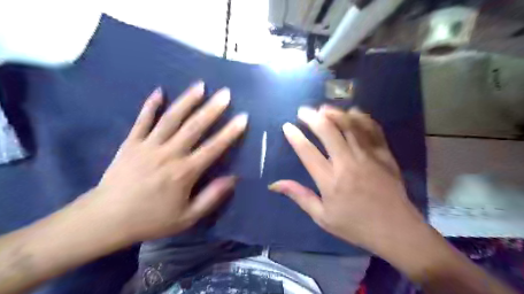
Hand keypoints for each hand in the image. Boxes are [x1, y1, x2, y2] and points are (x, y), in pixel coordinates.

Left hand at [88, 82, 248, 242]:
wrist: (106, 219)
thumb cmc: (151, 219)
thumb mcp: (187, 217)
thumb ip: (211, 197)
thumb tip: (233, 178)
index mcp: (184, 172)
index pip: (213, 147)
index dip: (230, 132)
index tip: (242, 117)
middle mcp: (169, 154)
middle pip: (194, 127)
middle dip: (212, 109)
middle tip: (225, 93)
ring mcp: (148, 145)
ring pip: (171, 118)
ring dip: (187, 101)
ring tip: (200, 86)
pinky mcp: (131, 143)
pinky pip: (142, 120)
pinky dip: (150, 105)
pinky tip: (159, 91)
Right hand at [268, 105, 422, 252]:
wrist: (396, 230)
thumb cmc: (355, 225)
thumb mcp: (322, 217)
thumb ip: (299, 196)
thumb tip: (274, 184)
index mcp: (330, 181)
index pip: (308, 152)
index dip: (295, 137)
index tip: (287, 126)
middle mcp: (347, 163)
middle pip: (328, 131)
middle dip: (313, 117)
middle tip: (303, 111)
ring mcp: (368, 156)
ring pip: (350, 125)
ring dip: (335, 113)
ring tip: (323, 108)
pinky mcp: (384, 154)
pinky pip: (372, 129)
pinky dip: (361, 118)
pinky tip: (353, 112)